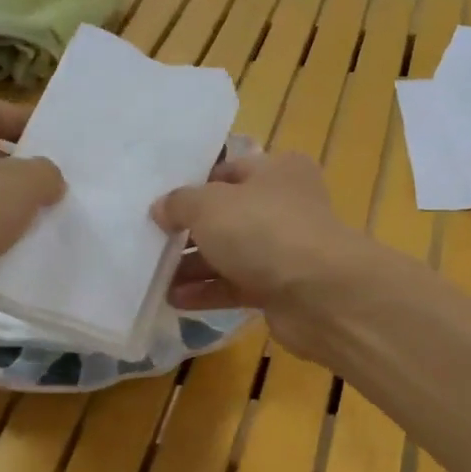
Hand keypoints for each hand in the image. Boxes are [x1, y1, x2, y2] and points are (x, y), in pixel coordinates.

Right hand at [152, 152, 369, 354]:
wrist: (319, 294)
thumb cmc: (263, 230)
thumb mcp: (210, 205)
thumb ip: (180, 203)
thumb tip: (161, 208)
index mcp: (277, 171)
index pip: (228, 171)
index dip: (194, 185)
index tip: (160, 204)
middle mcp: (285, 206)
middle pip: (228, 216)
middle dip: (189, 232)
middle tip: (151, 243)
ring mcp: (285, 250)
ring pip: (231, 254)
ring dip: (194, 266)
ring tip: (154, 277)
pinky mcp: (282, 289)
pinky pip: (237, 286)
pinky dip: (208, 292)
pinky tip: (175, 300)